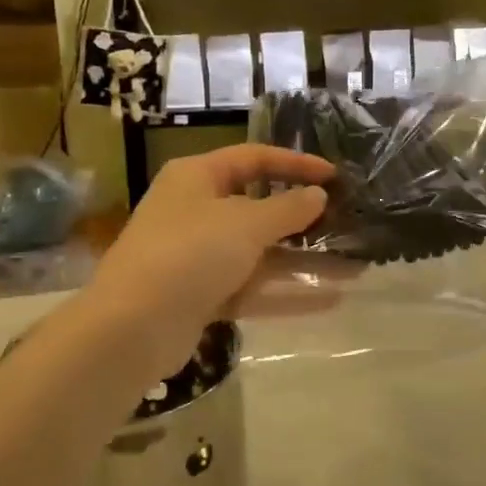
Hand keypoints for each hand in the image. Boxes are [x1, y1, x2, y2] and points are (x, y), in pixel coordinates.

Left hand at [78, 145, 333, 382]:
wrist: (132, 328)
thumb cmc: (190, 253)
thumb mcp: (246, 224)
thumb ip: (288, 209)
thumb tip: (318, 195)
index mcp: (198, 177)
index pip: (255, 158)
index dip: (296, 164)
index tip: (335, 175)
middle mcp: (197, 211)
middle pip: (259, 207)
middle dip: (304, 218)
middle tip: (346, 222)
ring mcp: (199, 256)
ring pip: (261, 253)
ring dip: (304, 261)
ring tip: (354, 266)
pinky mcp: (203, 296)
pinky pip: (253, 287)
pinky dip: (287, 292)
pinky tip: (331, 299)